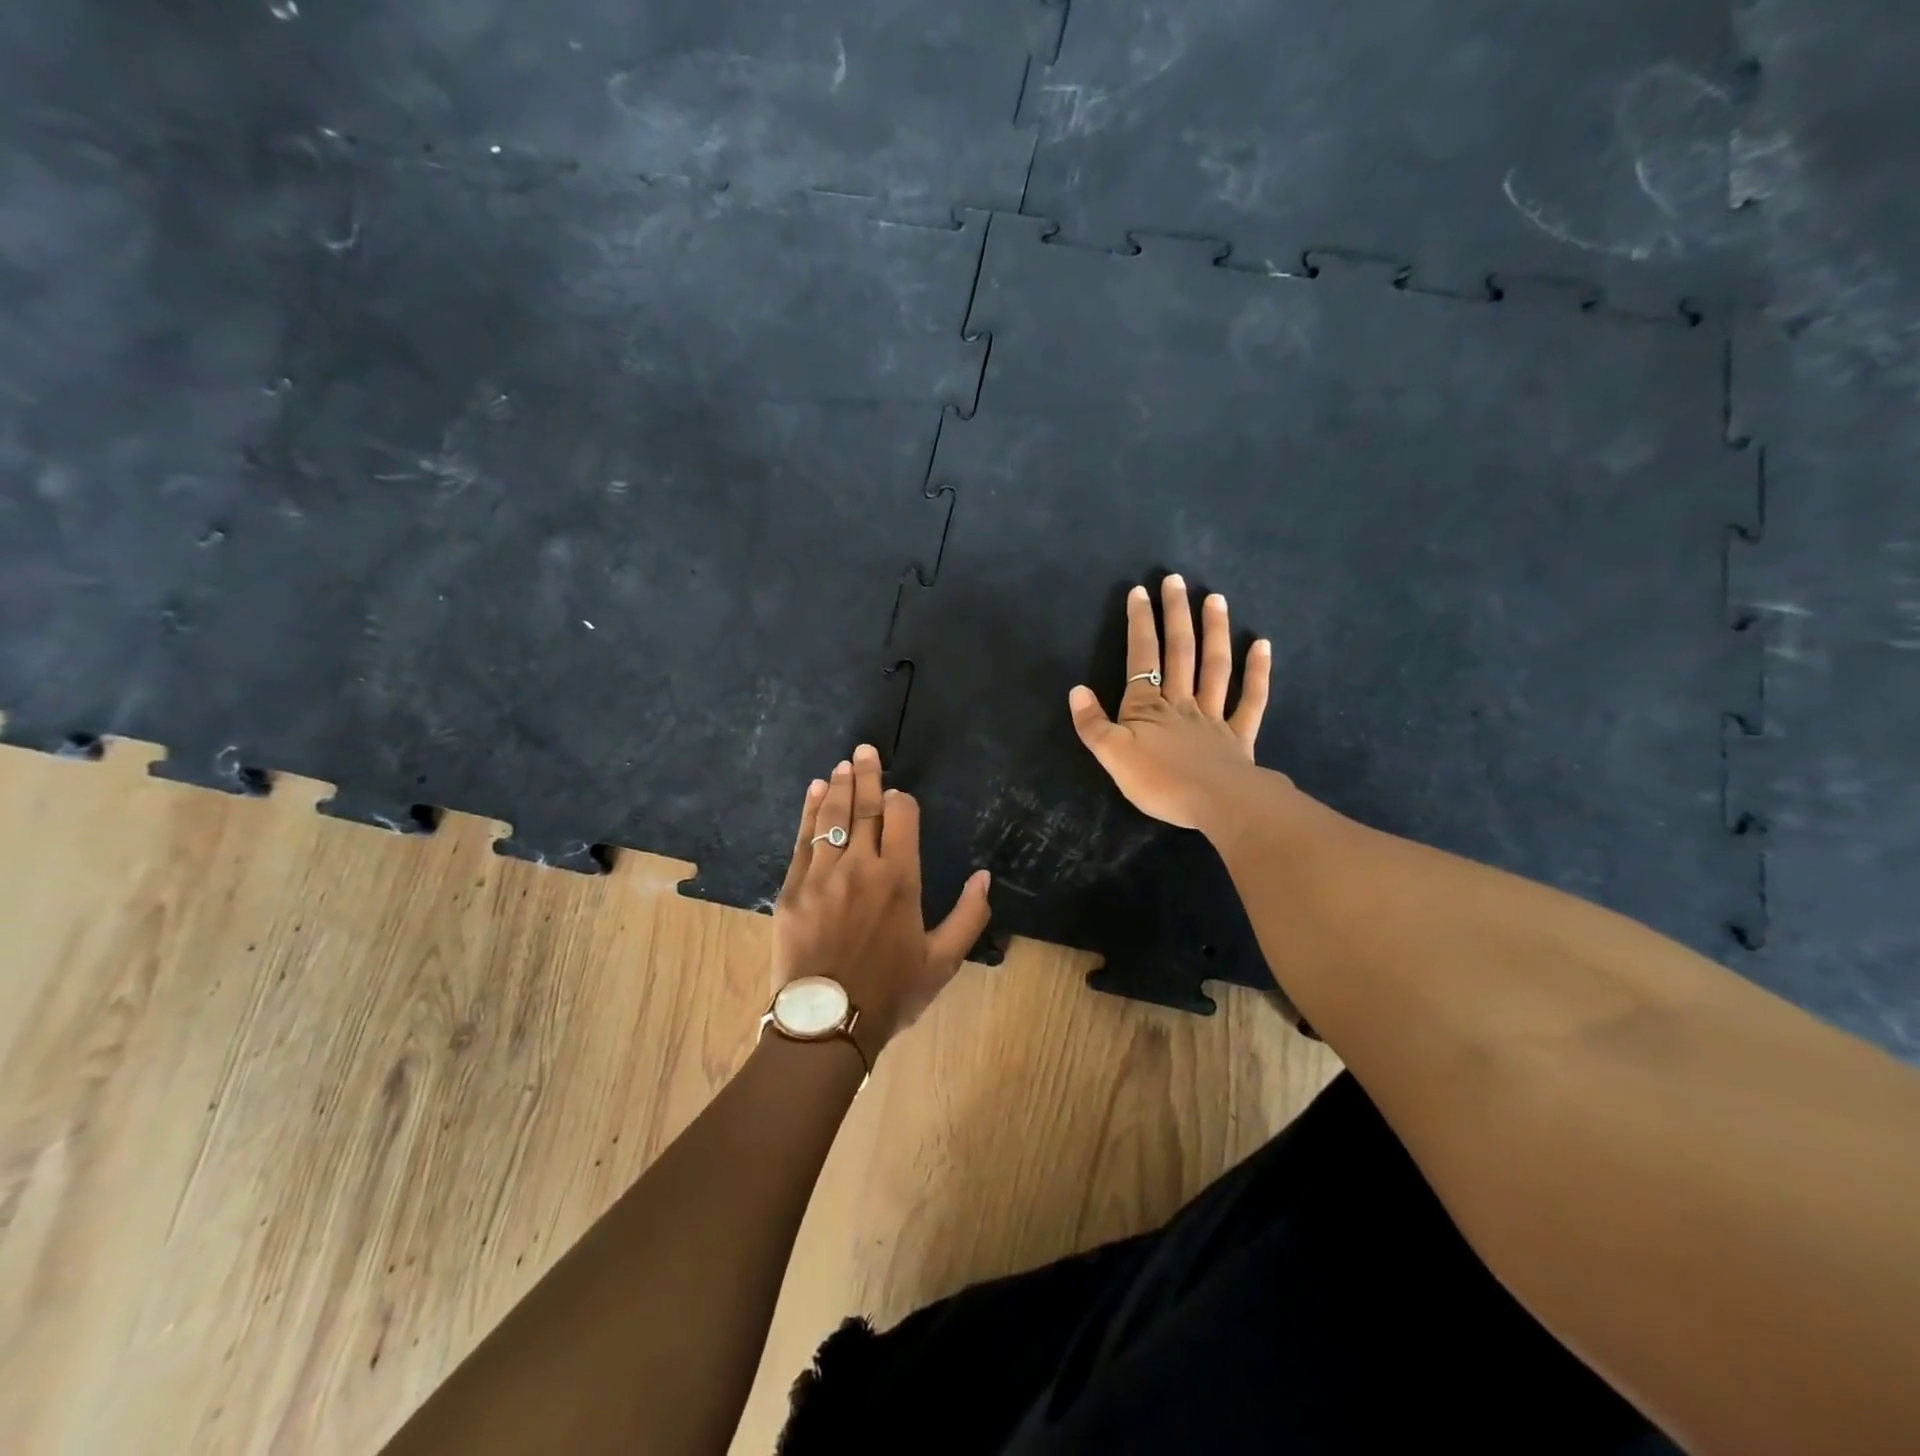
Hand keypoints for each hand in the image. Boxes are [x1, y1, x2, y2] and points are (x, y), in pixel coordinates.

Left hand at [772, 743, 991, 1062]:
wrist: (828, 1022)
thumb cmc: (891, 992)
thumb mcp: (943, 961)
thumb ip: (969, 916)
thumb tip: (985, 876)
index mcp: (900, 879)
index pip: (901, 818)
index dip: (901, 800)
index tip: (899, 794)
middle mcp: (861, 866)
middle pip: (865, 809)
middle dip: (868, 775)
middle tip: (865, 749)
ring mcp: (822, 874)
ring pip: (831, 818)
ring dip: (839, 786)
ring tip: (843, 764)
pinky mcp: (793, 888)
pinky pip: (802, 840)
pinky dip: (809, 812)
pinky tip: (814, 792)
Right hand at [1068, 575, 1272, 830]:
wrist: (1218, 805)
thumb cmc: (1160, 781)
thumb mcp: (1112, 756)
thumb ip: (1092, 724)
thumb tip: (1076, 690)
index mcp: (1147, 707)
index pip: (1141, 657)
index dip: (1140, 624)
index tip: (1140, 591)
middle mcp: (1181, 702)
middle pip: (1179, 651)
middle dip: (1175, 614)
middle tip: (1176, 580)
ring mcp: (1214, 717)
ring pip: (1215, 667)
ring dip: (1214, 631)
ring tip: (1215, 598)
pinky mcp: (1239, 737)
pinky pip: (1252, 699)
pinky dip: (1258, 672)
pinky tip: (1262, 645)